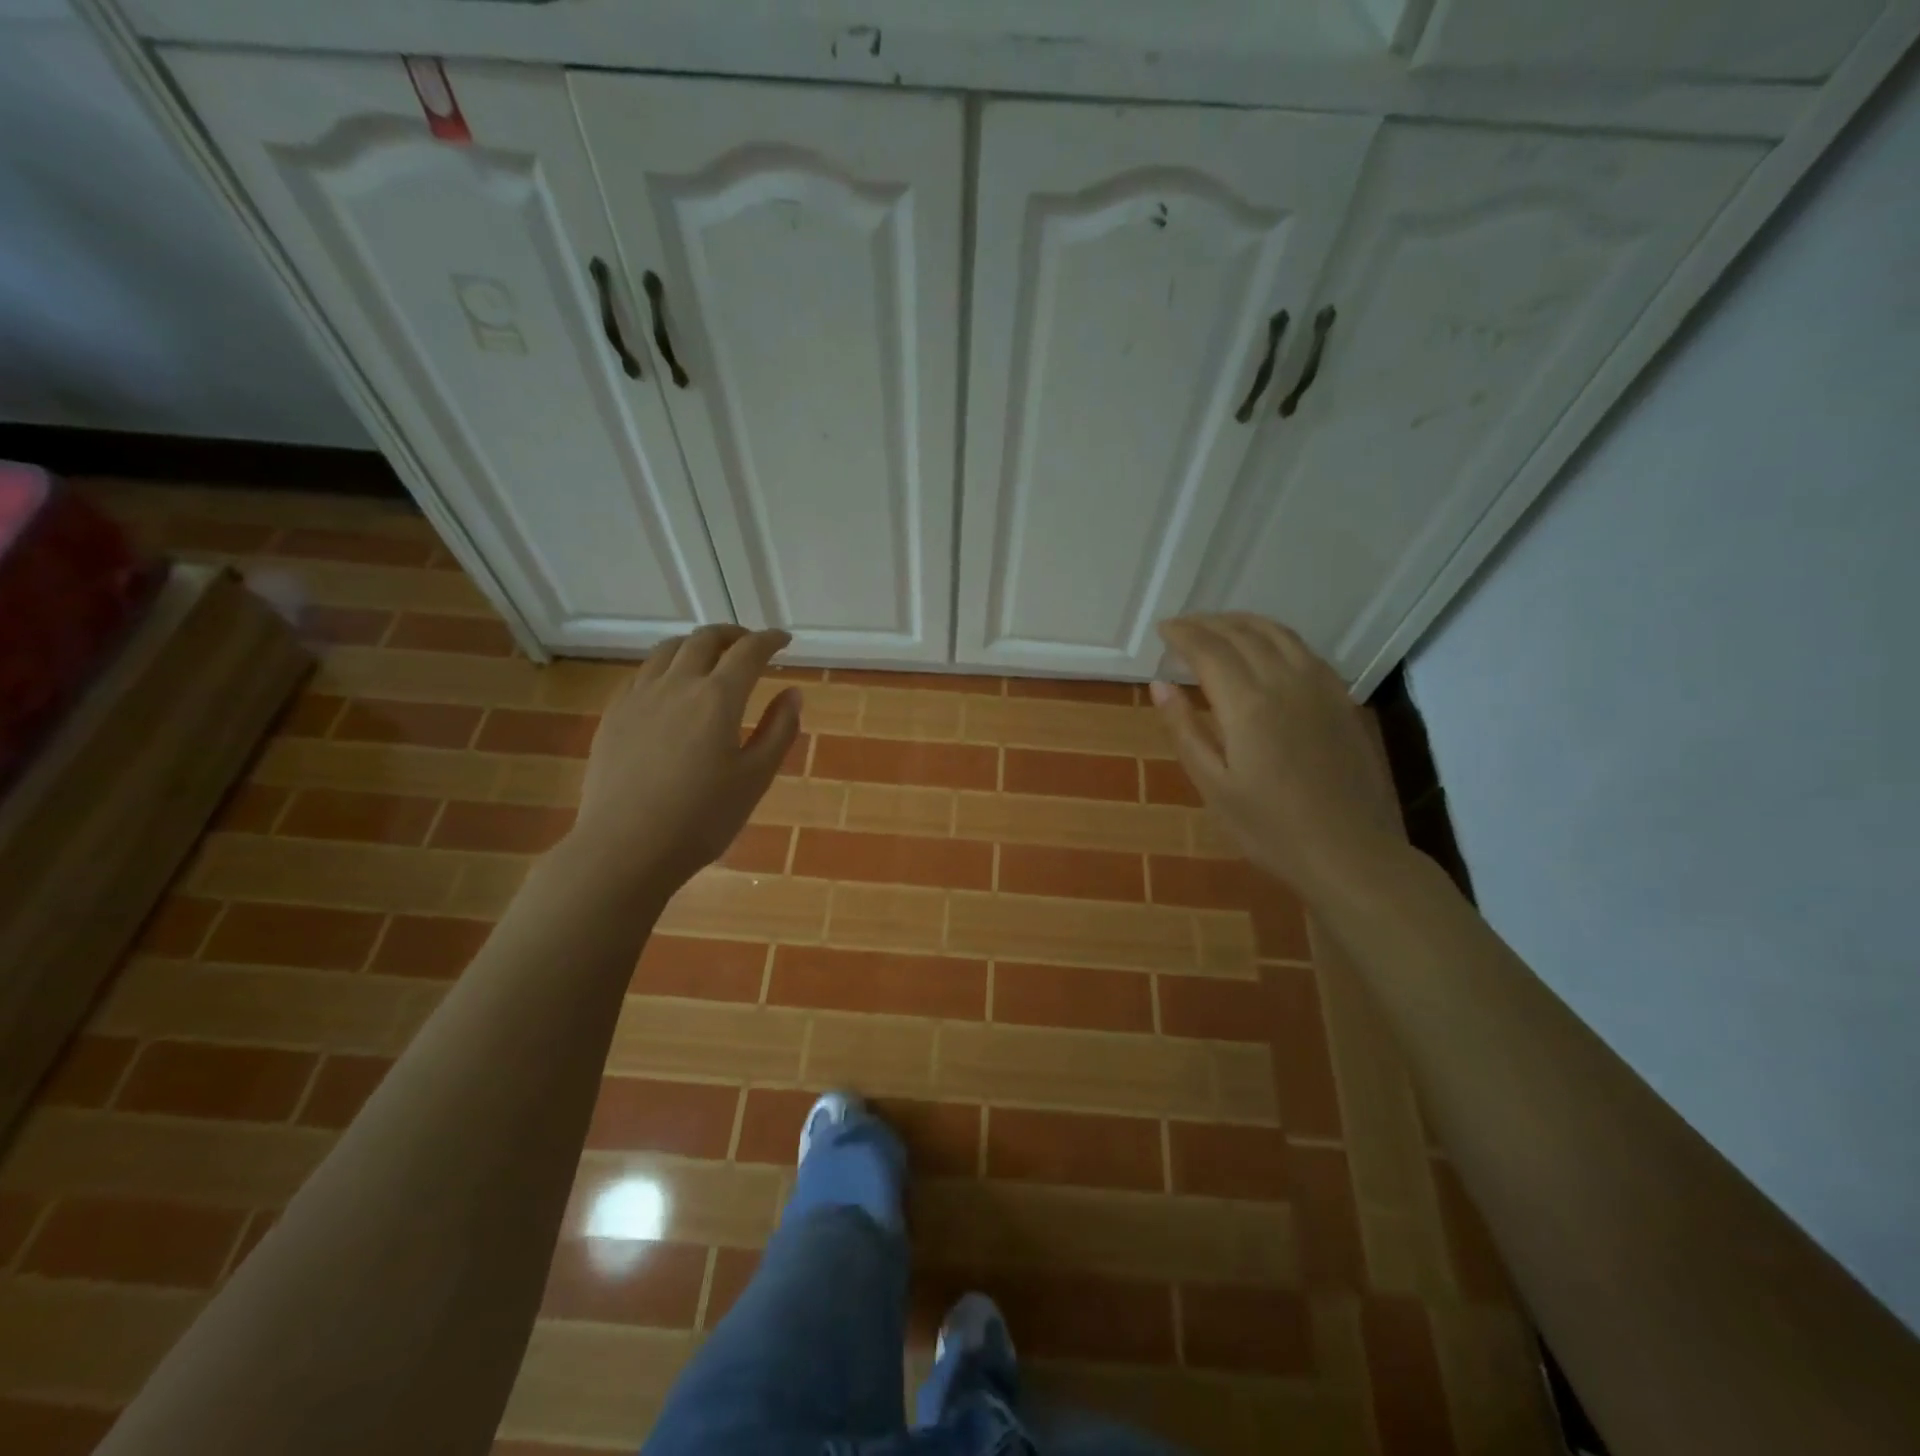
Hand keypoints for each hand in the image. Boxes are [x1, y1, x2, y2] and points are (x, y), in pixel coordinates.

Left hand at [568, 624, 800, 892]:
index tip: (784, 640)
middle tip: (750, 646)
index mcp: (717, 697)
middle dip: (733, 635)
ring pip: (668, 649)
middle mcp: (677, 684)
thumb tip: (792, 693)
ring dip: (696, 645)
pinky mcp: (614, 714)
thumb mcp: (755, 778)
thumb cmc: (702, 818)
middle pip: (705, 639)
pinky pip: (643, 672)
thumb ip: (779, 730)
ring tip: (710, 659)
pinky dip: (666, 666)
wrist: (625, 848)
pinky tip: (671, 688)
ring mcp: (639, 696)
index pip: (749, 651)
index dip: (769, 640)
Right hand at [1151, 613, 1400, 900]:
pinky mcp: (1342, 700)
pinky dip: (1276, 637)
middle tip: (1183, 626)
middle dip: (1208, 623)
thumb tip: (1160, 685)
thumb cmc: (1270, 828)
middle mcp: (1286, 682)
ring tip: (1219, 626)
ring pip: (1278, 634)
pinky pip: (1305, 650)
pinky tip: (1267, 649)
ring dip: (1243, 623)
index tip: (1162, 629)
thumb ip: (1185, 730)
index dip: (1183, 634)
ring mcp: (1321, 688)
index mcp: (1249, 705)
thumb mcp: (1213, 786)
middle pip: (1243, 634)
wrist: (1350, 853)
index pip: (1209, 650)